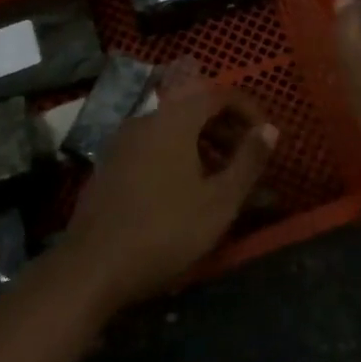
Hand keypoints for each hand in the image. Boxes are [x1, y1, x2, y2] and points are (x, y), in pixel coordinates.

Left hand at [55, 85, 276, 312]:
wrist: (91, 268)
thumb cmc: (164, 232)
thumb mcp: (219, 202)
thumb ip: (248, 161)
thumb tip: (269, 129)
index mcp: (173, 121)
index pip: (218, 94)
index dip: (247, 110)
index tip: (265, 137)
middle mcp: (145, 119)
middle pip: (193, 107)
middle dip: (226, 127)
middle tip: (247, 159)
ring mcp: (121, 141)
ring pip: (172, 128)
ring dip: (202, 143)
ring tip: (221, 177)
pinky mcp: (108, 164)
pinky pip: (152, 145)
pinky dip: (177, 154)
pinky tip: (184, 190)